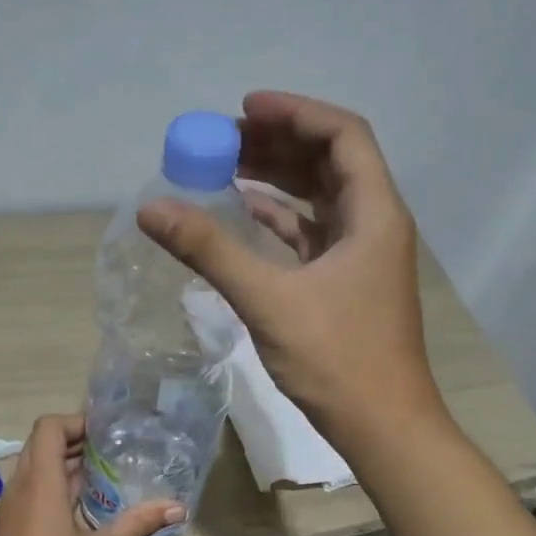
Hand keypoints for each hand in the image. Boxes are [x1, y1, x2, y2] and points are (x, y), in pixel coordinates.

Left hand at [0, 414, 181, 535]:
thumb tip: (178, 507)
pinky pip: (34, 486)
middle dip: (76, 440)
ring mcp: (14, 505)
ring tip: (106, 472)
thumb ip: (139, 524)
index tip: (107, 432)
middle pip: (42, 443)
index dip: (76, 421)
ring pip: (37, 465)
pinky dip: (58, 482)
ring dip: (68, 462)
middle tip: (114, 449)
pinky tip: (87, 503)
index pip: (48, 427)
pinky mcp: (14, 523)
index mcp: (40, 483)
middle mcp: (22, 486)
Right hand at [138, 92, 444, 448]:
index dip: (295, 113)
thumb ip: (210, 250)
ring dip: (278, 178)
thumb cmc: (337, 360)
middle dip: (278, 142)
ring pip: (320, 197)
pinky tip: (243, 213)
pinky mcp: (345, 282)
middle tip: (224, 139)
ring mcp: (362, 255)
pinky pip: (311, 233)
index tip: (243, 109)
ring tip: (226, 166)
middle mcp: (374, 224)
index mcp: (374, 214)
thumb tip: (152, 209)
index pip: (343, 135)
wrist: (383, 427)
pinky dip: (279, 218)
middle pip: (330, 161)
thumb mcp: (268, 300)